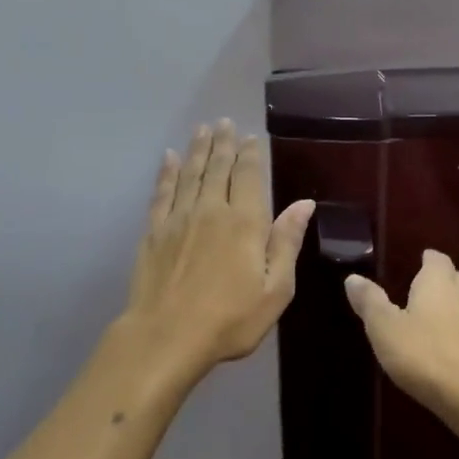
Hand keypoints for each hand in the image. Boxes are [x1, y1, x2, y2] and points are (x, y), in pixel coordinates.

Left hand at [124, 120, 315, 377]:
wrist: (166, 336)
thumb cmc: (230, 319)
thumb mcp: (275, 289)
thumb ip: (287, 242)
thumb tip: (305, 203)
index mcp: (245, 222)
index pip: (248, 176)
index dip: (250, 154)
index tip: (250, 137)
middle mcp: (211, 210)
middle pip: (218, 167)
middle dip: (223, 143)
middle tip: (224, 122)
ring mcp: (179, 218)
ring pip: (191, 173)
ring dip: (198, 149)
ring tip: (203, 129)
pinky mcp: (154, 231)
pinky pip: (163, 192)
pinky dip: (167, 172)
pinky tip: (170, 158)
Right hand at [345, 251, 458, 427]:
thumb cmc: (423, 354)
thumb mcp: (384, 327)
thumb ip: (370, 301)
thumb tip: (353, 277)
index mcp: (437, 284)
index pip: (437, 260)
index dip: (429, 259)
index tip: (421, 259)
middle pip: (454, 279)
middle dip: (440, 279)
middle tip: (422, 284)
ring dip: (451, 305)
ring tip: (432, 313)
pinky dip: (458, 330)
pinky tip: (447, 344)